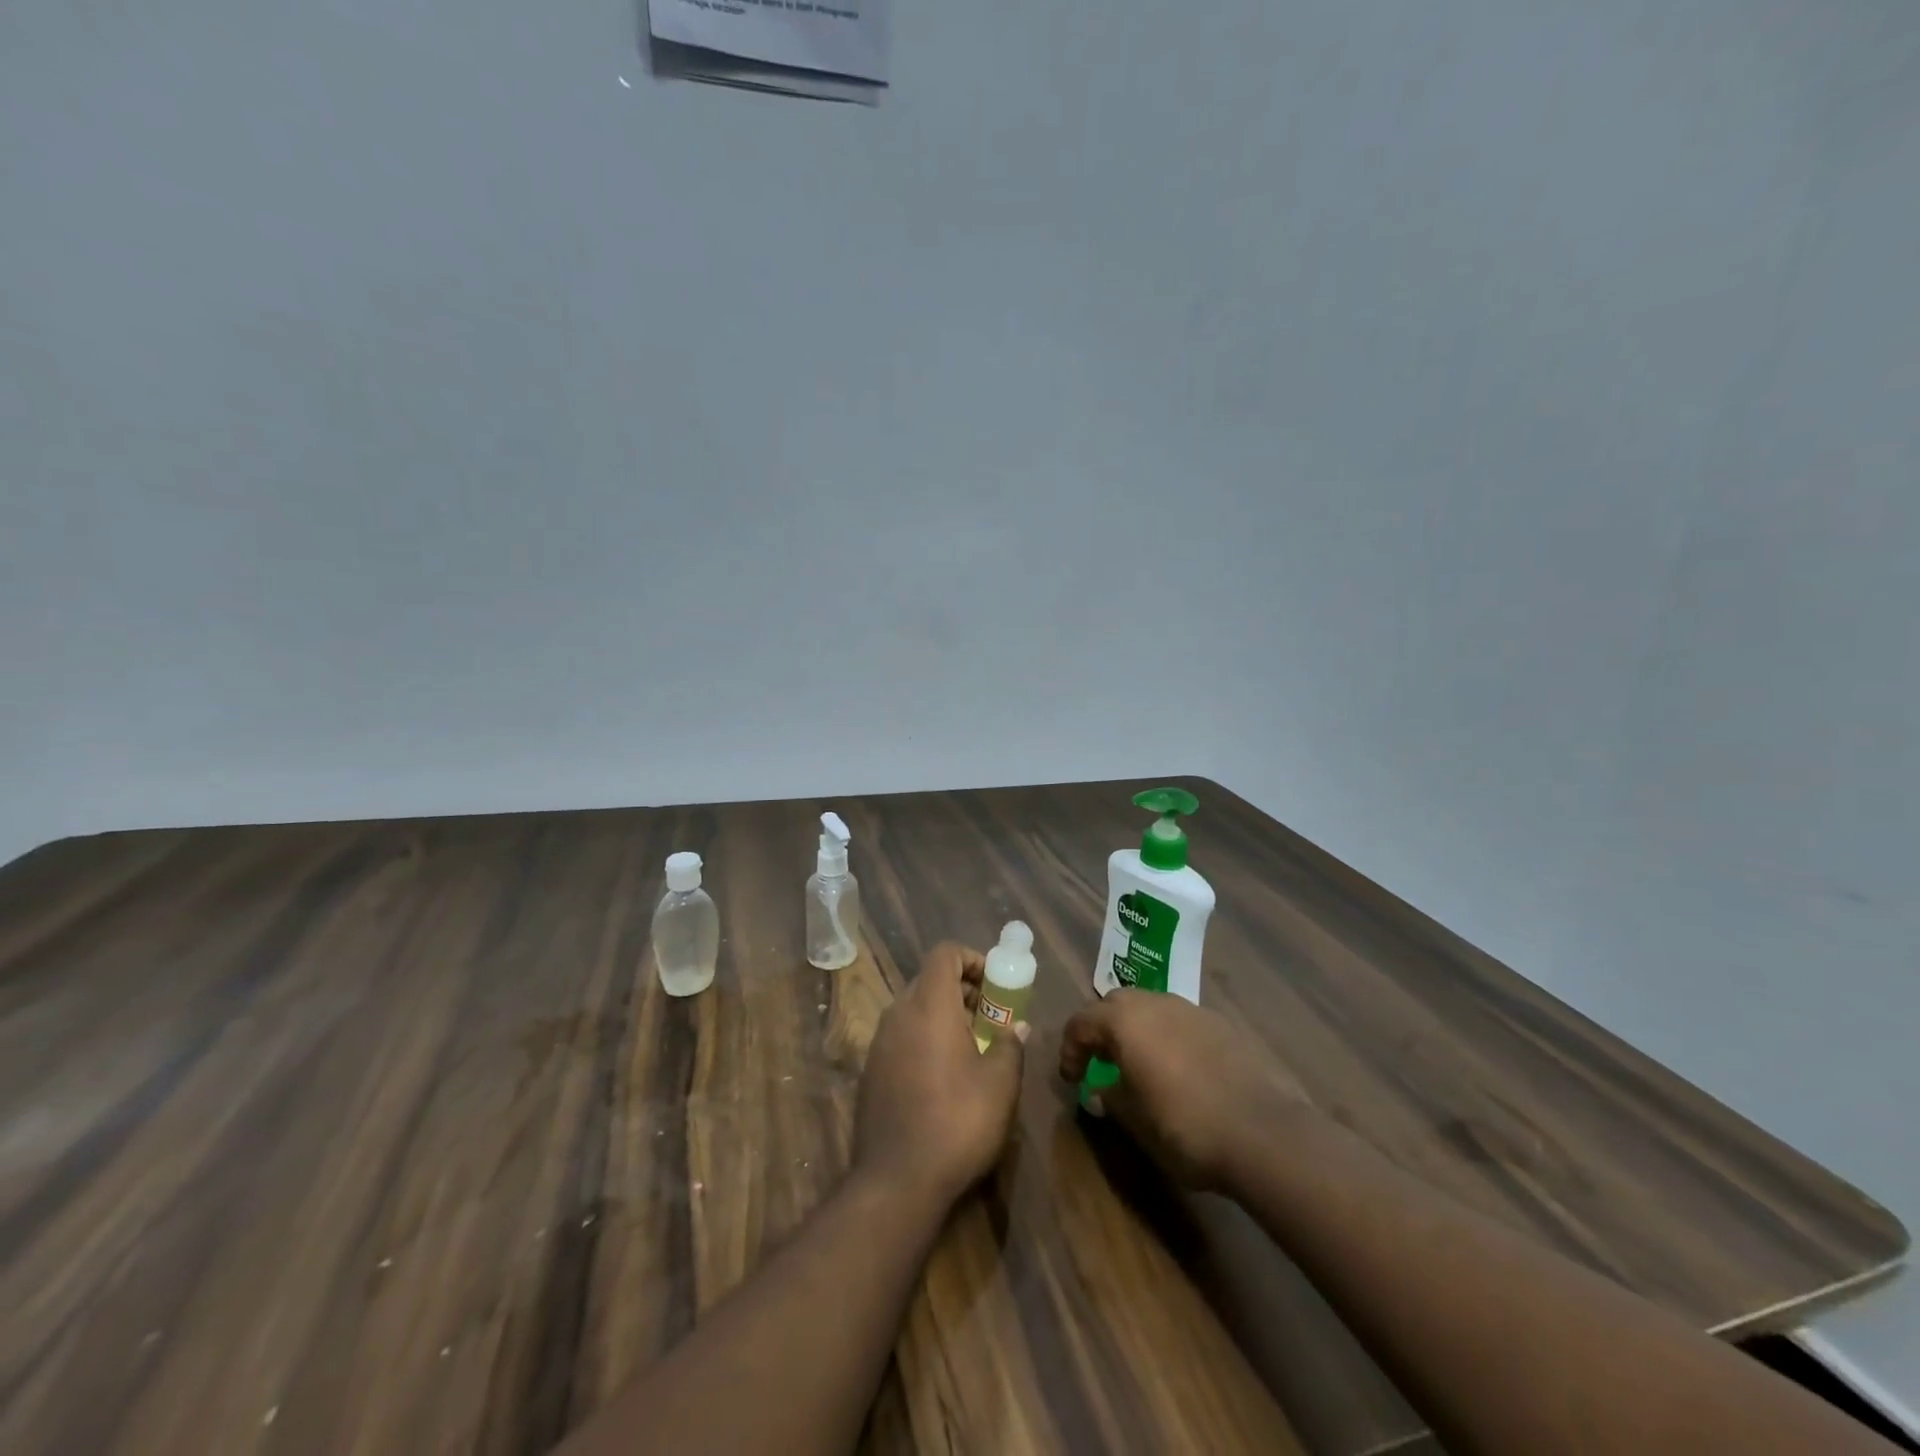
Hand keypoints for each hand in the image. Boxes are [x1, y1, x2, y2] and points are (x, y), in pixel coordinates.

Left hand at [854, 941, 1026, 1205]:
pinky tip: (943, 1076)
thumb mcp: (1000, 1084)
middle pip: (928, 979)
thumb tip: (1016, 1027)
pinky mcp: (870, 1071)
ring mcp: (879, 1043)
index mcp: (929, 1005)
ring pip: (913, 1009)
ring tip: (971, 1047)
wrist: (897, 1181)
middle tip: (989, 1017)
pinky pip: (901, 1036)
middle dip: (961, 990)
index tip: (994, 985)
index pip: (945, 953)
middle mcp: (898, 1014)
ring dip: (943, 1015)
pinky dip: (924, 1038)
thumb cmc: (957, 1122)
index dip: (972, 958)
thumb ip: (1009, 1045)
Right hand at [1058, 991, 1311, 1191]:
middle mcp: (1154, 1003)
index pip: (1080, 1022)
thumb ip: (1110, 1098)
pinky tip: (1180, 1072)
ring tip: (1141, 1066)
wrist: (1262, 1133)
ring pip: (1150, 1008)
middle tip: (1102, 1063)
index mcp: (1123, 1021)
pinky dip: (1169, 1038)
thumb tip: (1100, 1090)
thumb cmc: (1184, 1127)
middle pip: (1115, 1005)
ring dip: (1137, 1031)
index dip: (1070, 1050)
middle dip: (1102, 1030)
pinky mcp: (1221, 1024)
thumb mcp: (1134, 1121)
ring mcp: (1190, 1009)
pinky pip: (1180, 1022)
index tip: (1072, 1079)